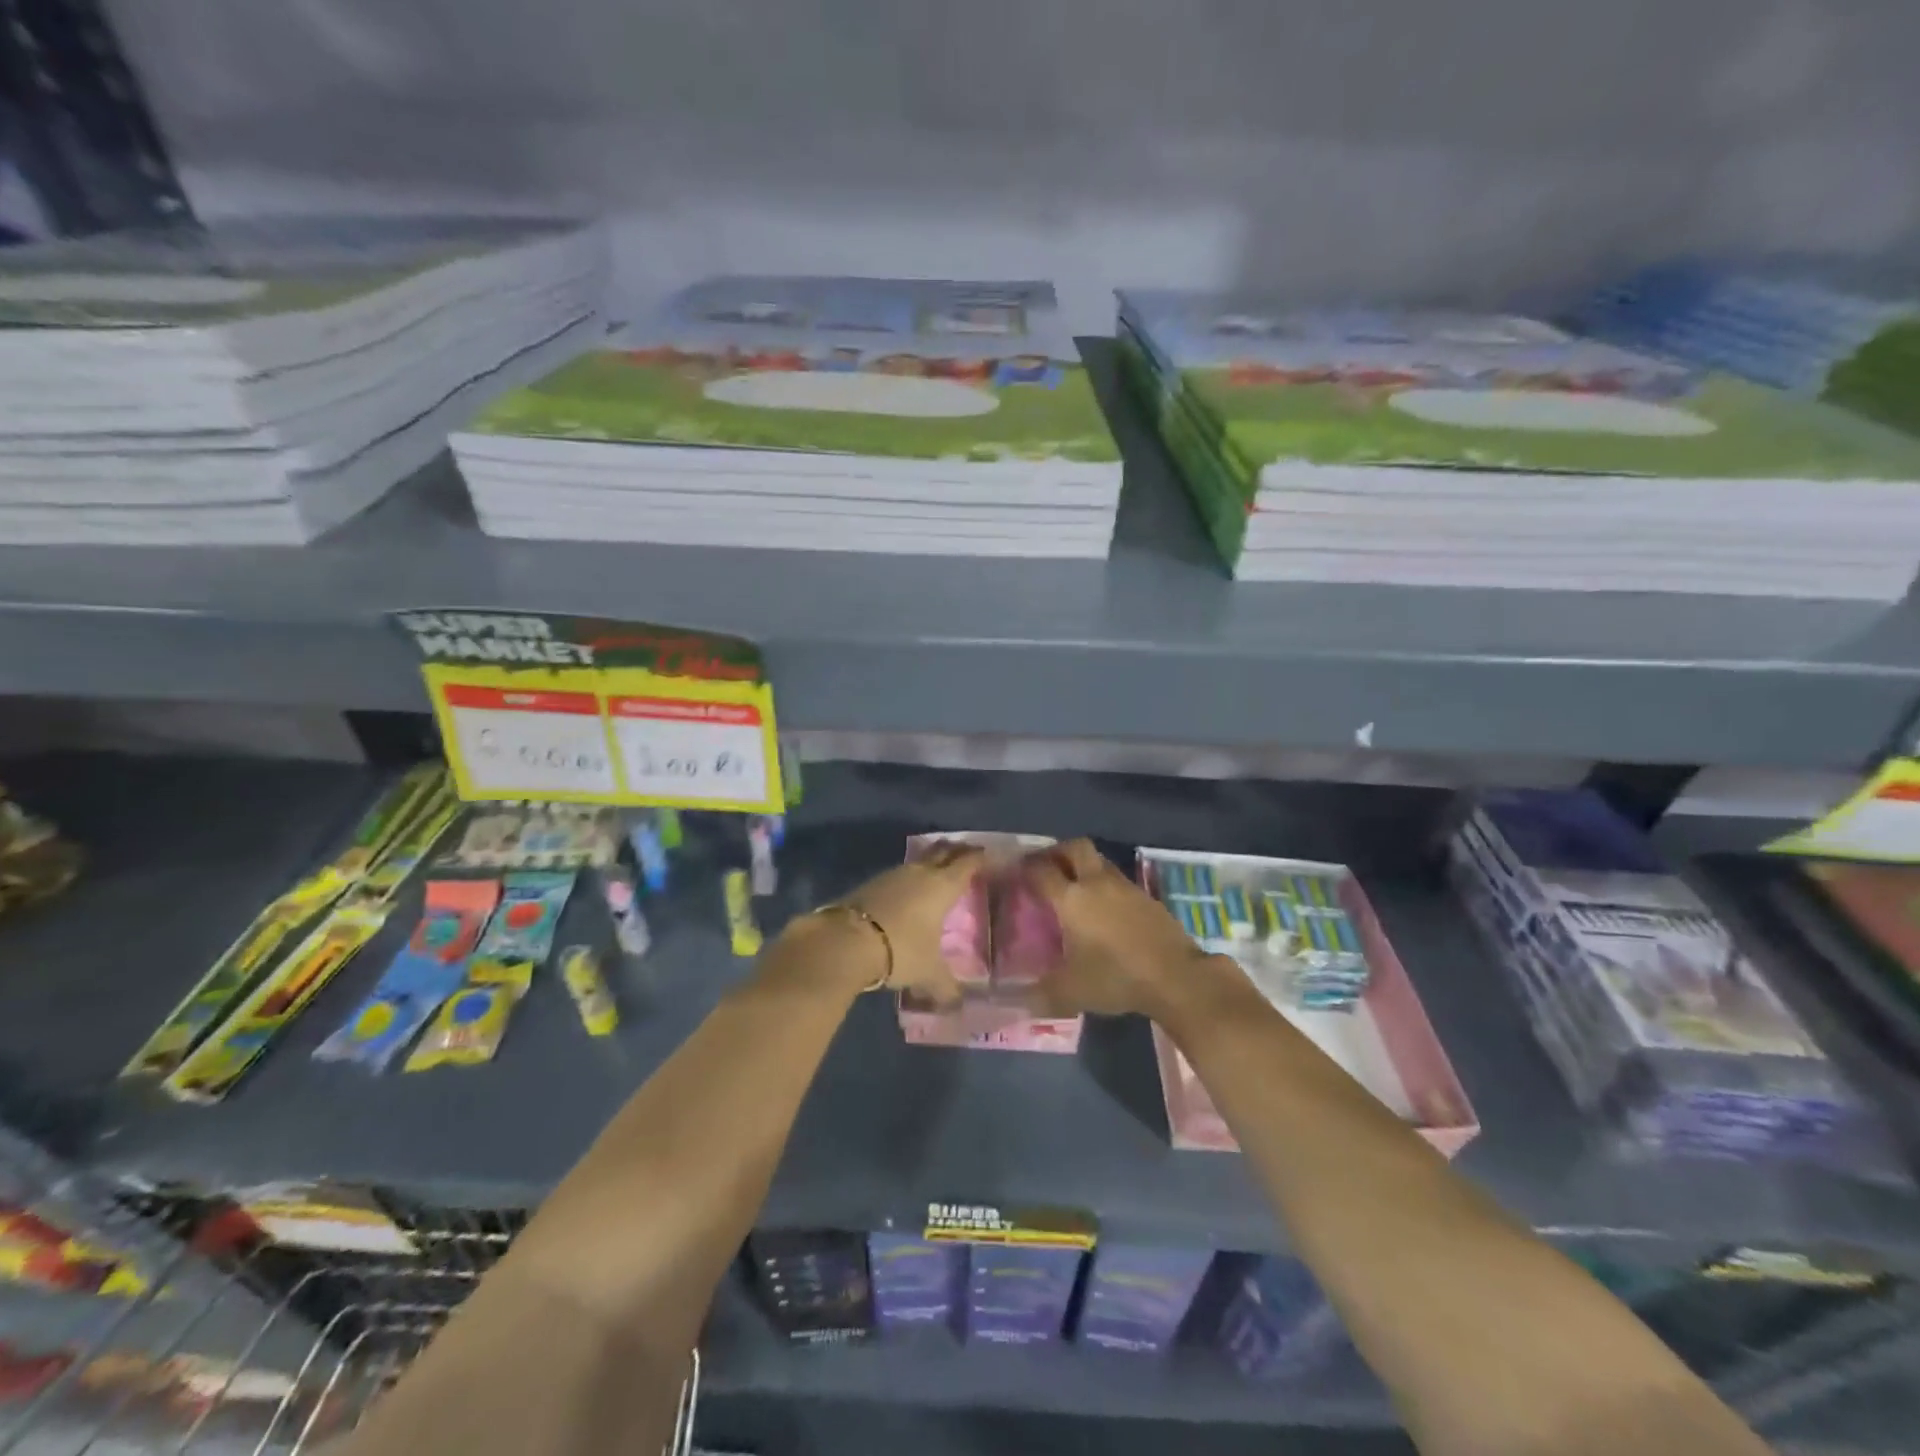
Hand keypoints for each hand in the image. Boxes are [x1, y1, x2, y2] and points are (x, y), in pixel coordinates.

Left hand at [838, 840, 985, 1005]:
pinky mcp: (870, 883)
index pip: (966, 863)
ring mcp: (893, 875)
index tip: (986, 855)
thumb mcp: (928, 973)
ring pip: (918, 862)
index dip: (978, 858)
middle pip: (942, 851)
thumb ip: (945, 986)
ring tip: (936, 874)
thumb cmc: (901, 949)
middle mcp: (920, 873)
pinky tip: (907, 893)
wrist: (846, 941)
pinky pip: (898, 875)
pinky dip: (908, 880)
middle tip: (966, 853)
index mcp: (942, 886)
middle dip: (955, 850)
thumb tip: (957, 1004)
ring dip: (929, 864)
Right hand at [1019, 839, 1229, 1020]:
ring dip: (1084, 867)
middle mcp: (1096, 883)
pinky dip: (1106, 886)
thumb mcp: (1071, 992)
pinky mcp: (1147, 898)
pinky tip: (1105, 910)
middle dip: (1057, 852)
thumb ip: (1041, 994)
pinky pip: (1119, 881)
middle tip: (1047, 868)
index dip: (1025, 868)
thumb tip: (1019, 1001)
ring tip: (1075, 889)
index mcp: (1071, 899)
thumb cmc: (1116, 978)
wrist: (1176, 976)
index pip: (1041, 870)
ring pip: (1099, 861)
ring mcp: (1125, 887)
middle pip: (1075, 847)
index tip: (1016, 872)